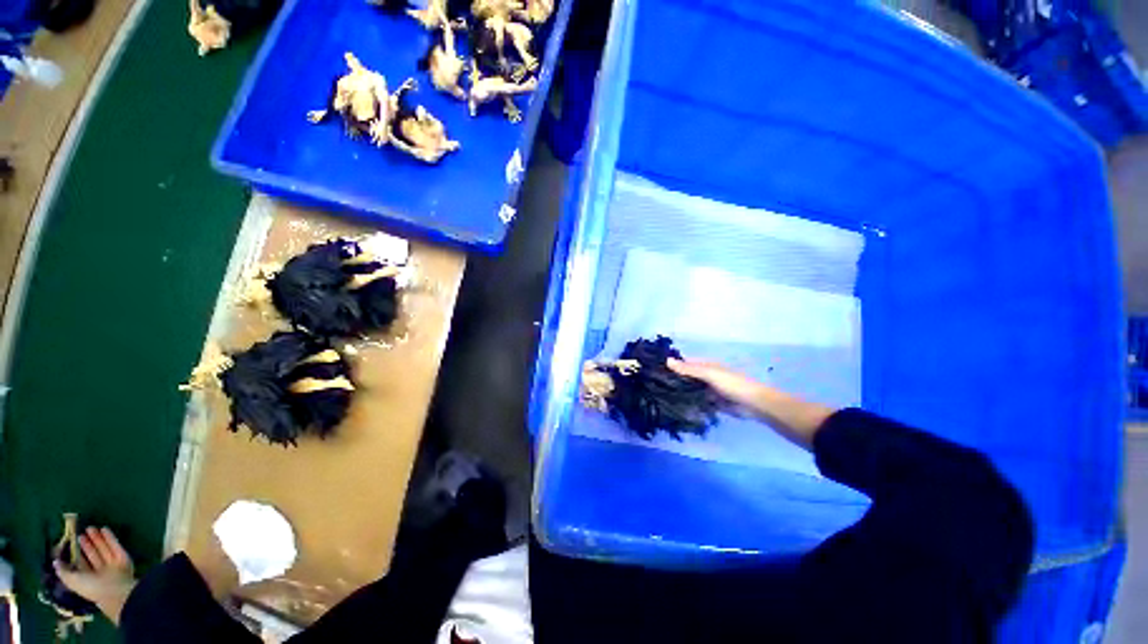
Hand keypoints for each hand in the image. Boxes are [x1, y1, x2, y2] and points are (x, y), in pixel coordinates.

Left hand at [54, 527, 136, 624]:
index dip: (76, 554)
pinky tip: (104, 529)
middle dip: (87, 544)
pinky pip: (115, 546)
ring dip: (97, 538)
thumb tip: (55, 561)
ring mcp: (112, 563)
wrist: (117, 589)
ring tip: (90, 528)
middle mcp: (99, 570)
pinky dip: (110, 537)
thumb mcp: (73, 581)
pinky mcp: (122, 557)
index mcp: (88, 578)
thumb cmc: (92, 587)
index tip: (72, 542)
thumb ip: (63, 572)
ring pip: (103, 549)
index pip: (81, 563)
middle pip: (93, 555)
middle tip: (81, 532)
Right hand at [668, 358, 833, 448]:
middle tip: (654, 386)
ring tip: (661, 397)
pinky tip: (677, 407)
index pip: (685, 363)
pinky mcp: (713, 404)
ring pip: (691, 390)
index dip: (672, 365)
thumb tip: (666, 360)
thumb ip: (689, 369)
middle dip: (674, 380)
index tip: (654, 370)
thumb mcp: (709, 374)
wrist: (754, 405)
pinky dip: (689, 403)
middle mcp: (706, 376)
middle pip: (686, 377)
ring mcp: (709, 390)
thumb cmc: (732, 384)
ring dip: (680, 393)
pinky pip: (697, 402)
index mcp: (705, 365)